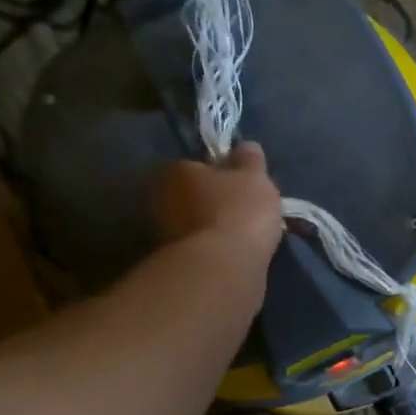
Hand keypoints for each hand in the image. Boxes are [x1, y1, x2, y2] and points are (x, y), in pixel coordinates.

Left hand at [151, 144, 284, 269]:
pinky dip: (217, 249)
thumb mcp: (254, 177)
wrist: (222, 268)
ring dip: (217, 227)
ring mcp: (165, 233)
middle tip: (247, 210)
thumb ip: (250, 160)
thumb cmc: (238, 211)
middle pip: (195, 195)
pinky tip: (237, 254)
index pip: (199, 165)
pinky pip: (202, 247)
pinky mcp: (175, 262)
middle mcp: (161, 198)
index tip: (244, 184)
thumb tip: (245, 146)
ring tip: (247, 236)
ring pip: (198, 223)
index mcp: (176, 170)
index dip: (223, 173)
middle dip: (217, 201)